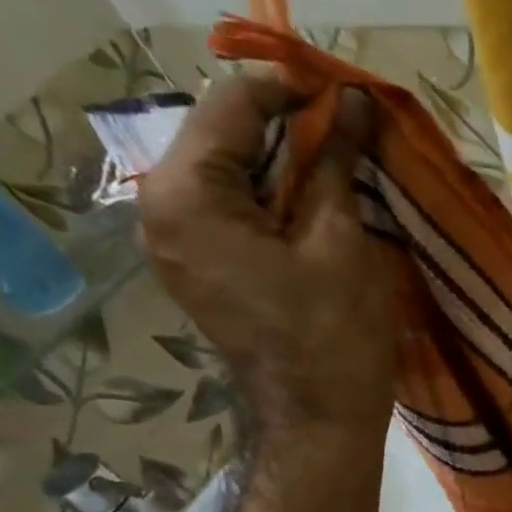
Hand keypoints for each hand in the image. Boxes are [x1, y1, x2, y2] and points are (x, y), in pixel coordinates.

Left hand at [139, 75, 417, 439]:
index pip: (233, 105)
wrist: (320, 422)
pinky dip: (271, 198)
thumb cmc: (334, 337)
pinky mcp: (196, 265)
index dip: (292, 89)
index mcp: (187, 195)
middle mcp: (160, 207)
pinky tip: (314, 208)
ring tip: (340, 170)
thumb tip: (351, 103)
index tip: (346, 92)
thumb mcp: (340, 242)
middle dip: (287, 128)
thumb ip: (335, 162)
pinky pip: (230, 209)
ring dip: (283, 164)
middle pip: (224, 135)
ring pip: (229, 172)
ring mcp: (173, 240)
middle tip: (350, 133)